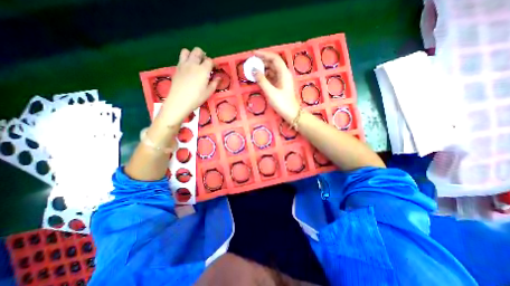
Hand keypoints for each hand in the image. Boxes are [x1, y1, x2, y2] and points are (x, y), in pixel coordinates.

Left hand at [158, 47, 218, 124]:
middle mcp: (193, 64)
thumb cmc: (197, 98)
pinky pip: (181, 58)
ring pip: (187, 51)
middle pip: (198, 51)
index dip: (213, 63)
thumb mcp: (209, 92)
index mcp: (203, 70)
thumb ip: (215, 83)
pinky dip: (186, 60)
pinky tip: (188, 69)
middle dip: (203, 55)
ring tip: (195, 63)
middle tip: (205, 64)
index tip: (215, 69)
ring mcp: (183, 65)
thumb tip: (219, 77)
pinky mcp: (176, 68)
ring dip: (192, 55)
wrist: (179, 101)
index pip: (209, 60)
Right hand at [253, 50, 299, 121]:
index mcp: (284, 73)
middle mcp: (284, 74)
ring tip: (253, 71)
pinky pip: (272, 77)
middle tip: (252, 63)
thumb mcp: (271, 92)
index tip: (254, 54)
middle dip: (262, 62)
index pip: (274, 58)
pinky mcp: (280, 86)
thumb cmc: (282, 103)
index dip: (264, 54)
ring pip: (272, 70)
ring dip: (263, 69)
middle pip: (273, 63)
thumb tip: (254, 70)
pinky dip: (265, 76)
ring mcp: (282, 80)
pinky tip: (259, 79)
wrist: (291, 114)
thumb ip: (262, 80)